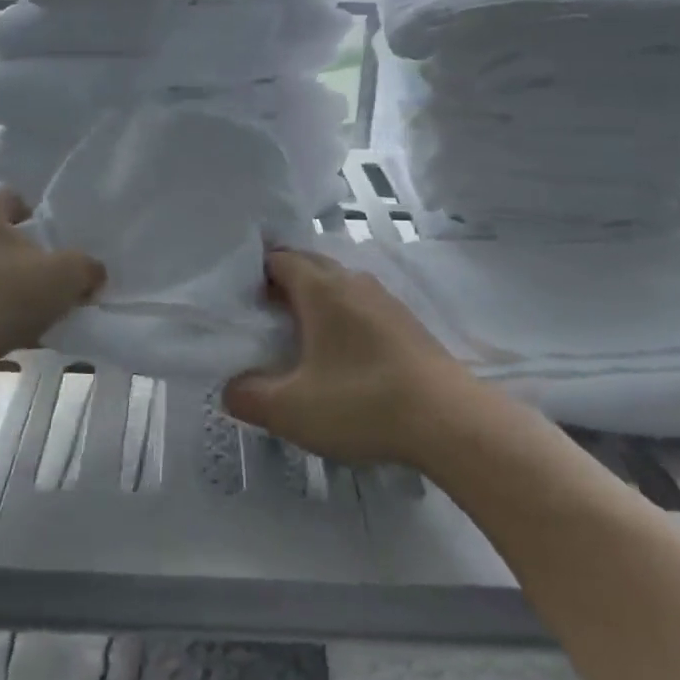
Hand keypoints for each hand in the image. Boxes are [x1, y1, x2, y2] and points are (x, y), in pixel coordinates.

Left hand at [0, 189, 103, 387]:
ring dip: (0, 284)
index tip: (58, 240)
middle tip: (47, 277)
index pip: (15, 198)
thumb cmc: (4, 296)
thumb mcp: (66, 277)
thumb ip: (87, 268)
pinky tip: (1, 335)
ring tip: (26, 313)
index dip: (40, 215)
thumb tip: (93, 273)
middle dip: (20, 254)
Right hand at [223, 248, 465, 465]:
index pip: (280, 259)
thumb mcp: (291, 410)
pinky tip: (345, 355)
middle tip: (266, 315)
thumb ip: (249, 397)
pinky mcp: (409, 324)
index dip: (256, 273)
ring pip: (340, 285)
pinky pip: (364, 306)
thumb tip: (230, 389)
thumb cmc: (361, 402)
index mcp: (320, 289)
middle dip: (285, 282)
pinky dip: (346, 318)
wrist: (449, 421)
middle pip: (310, 265)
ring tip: (303, 335)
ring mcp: (386, 300)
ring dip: (318, 300)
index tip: (242, 299)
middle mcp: (352, 282)